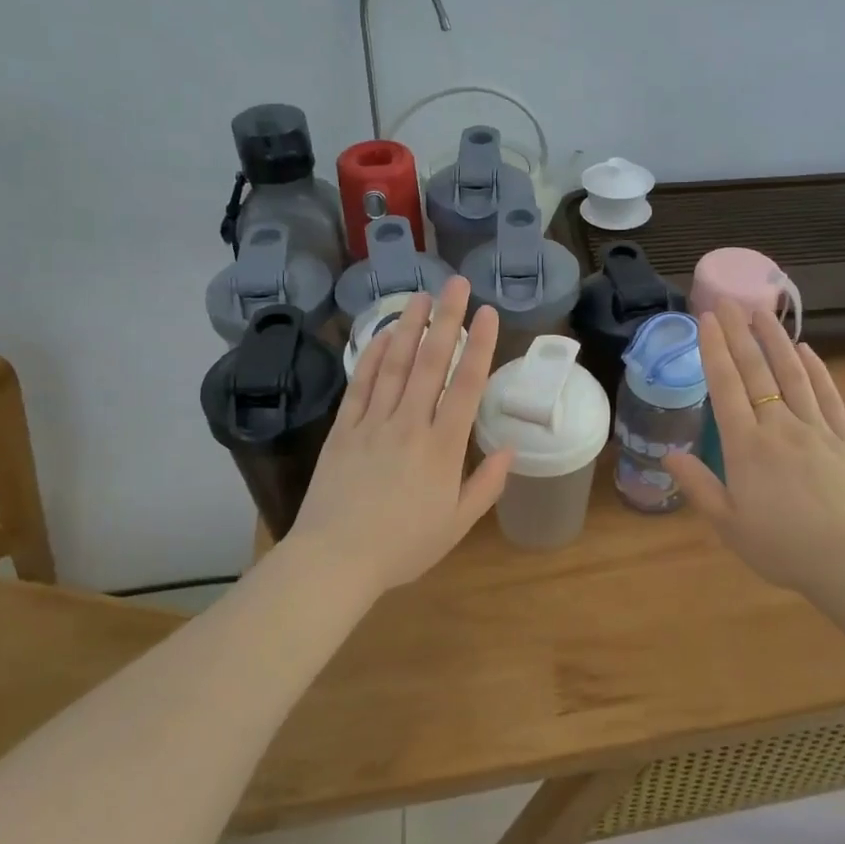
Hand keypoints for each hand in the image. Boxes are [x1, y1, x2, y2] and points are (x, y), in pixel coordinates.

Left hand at [286, 277, 513, 594]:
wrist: (335, 560)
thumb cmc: (403, 547)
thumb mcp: (456, 524)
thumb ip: (486, 485)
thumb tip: (509, 449)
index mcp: (442, 448)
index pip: (466, 385)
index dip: (479, 346)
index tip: (487, 312)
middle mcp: (409, 424)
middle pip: (431, 362)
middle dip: (446, 319)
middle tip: (455, 283)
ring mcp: (372, 424)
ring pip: (395, 365)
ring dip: (409, 327)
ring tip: (420, 295)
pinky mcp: (343, 430)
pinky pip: (360, 385)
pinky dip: (372, 357)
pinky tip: (383, 336)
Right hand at [662, 304, 844, 595]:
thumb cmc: (782, 548)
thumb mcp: (729, 524)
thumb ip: (698, 485)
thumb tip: (668, 455)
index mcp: (746, 447)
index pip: (726, 387)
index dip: (715, 350)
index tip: (707, 319)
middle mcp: (779, 427)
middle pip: (757, 372)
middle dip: (739, 333)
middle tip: (728, 301)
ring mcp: (817, 429)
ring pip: (794, 374)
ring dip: (776, 340)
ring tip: (763, 312)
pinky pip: (829, 397)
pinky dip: (818, 371)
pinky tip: (807, 350)